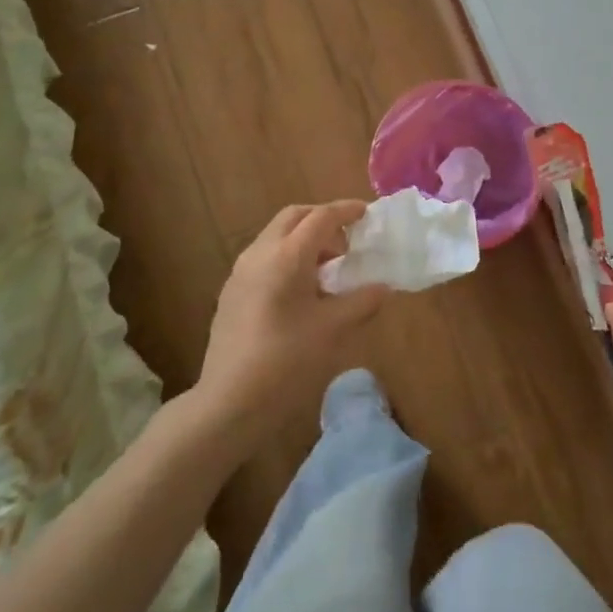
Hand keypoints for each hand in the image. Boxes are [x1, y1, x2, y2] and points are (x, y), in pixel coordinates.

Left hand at [194, 201, 390, 446]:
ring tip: (330, 268)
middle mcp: (259, 254)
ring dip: (304, 240)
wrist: (229, 400)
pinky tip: (303, 291)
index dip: (346, 211)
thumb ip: (361, 301)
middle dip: (323, 220)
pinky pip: (264, 258)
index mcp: (285, 256)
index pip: (320, 217)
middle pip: (293, 218)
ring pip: (276, 237)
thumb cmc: (286, 361)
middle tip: (348, 241)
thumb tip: (383, 287)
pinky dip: (288, 258)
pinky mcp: (232, 293)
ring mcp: (240, 273)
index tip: (367, 213)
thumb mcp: (332, 330)